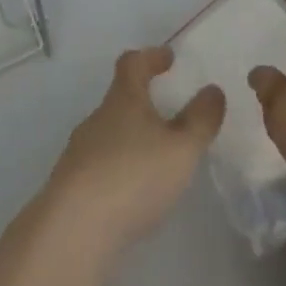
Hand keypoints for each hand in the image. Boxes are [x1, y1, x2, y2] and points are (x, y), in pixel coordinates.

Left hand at [45, 47, 224, 255]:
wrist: (74, 229)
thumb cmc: (133, 176)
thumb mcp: (181, 148)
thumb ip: (200, 120)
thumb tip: (213, 90)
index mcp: (123, 100)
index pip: (133, 63)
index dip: (151, 56)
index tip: (168, 58)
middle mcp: (97, 118)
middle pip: (119, 99)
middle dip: (143, 102)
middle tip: (169, 114)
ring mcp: (80, 152)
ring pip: (110, 133)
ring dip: (132, 138)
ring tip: (157, 158)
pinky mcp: (72, 185)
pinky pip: (101, 165)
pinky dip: (120, 168)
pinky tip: (134, 191)